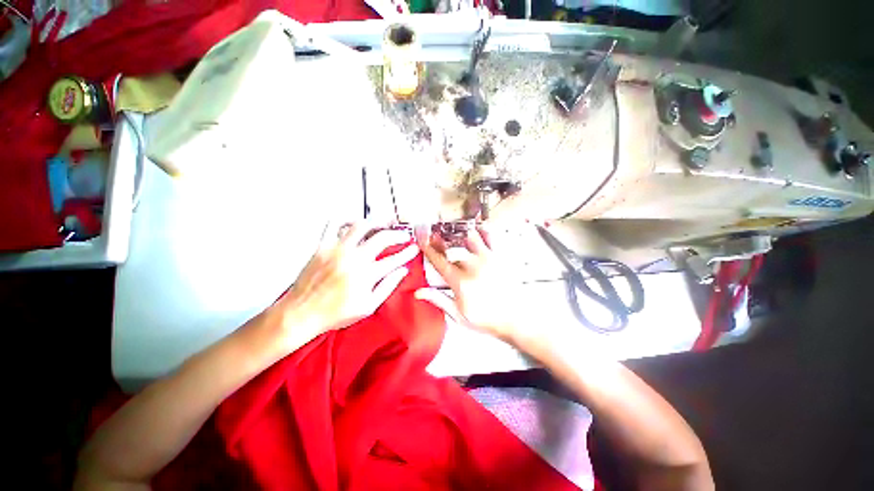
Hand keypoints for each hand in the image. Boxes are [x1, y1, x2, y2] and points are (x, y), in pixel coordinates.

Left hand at [276, 221, 418, 336]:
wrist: (301, 313)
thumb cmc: (336, 314)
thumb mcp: (368, 306)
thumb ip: (388, 286)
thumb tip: (402, 271)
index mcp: (367, 275)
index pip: (395, 259)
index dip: (408, 252)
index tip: (414, 248)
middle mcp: (354, 258)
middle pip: (382, 237)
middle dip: (398, 235)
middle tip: (404, 236)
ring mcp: (337, 249)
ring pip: (362, 225)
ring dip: (377, 223)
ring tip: (384, 224)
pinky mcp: (322, 245)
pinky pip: (334, 224)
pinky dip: (346, 219)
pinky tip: (355, 223)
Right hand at [415, 223, 526, 342]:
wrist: (514, 319)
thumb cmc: (486, 319)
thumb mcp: (458, 314)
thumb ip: (438, 300)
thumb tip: (419, 293)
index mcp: (460, 282)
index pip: (439, 261)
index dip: (429, 250)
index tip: (423, 241)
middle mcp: (473, 267)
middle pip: (452, 246)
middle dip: (441, 240)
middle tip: (435, 236)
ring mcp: (488, 260)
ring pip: (470, 237)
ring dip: (460, 235)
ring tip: (455, 234)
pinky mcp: (500, 258)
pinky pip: (490, 237)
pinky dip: (482, 231)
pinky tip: (478, 231)